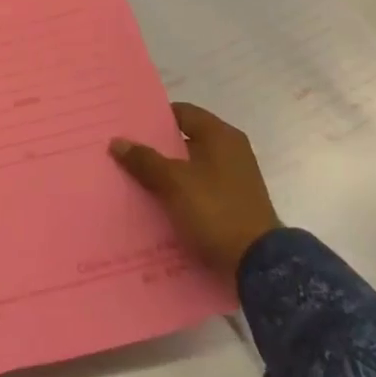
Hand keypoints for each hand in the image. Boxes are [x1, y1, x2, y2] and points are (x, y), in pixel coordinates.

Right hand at [110, 103, 279, 275]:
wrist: (258, 264)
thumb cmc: (216, 210)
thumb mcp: (174, 182)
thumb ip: (145, 160)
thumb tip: (117, 141)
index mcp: (221, 135)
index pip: (182, 112)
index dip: (154, 118)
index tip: (127, 126)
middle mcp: (230, 151)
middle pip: (184, 140)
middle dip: (155, 148)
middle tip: (123, 152)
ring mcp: (233, 179)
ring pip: (189, 167)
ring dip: (165, 172)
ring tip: (132, 178)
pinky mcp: (232, 203)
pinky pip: (198, 188)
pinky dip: (178, 192)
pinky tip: (155, 202)